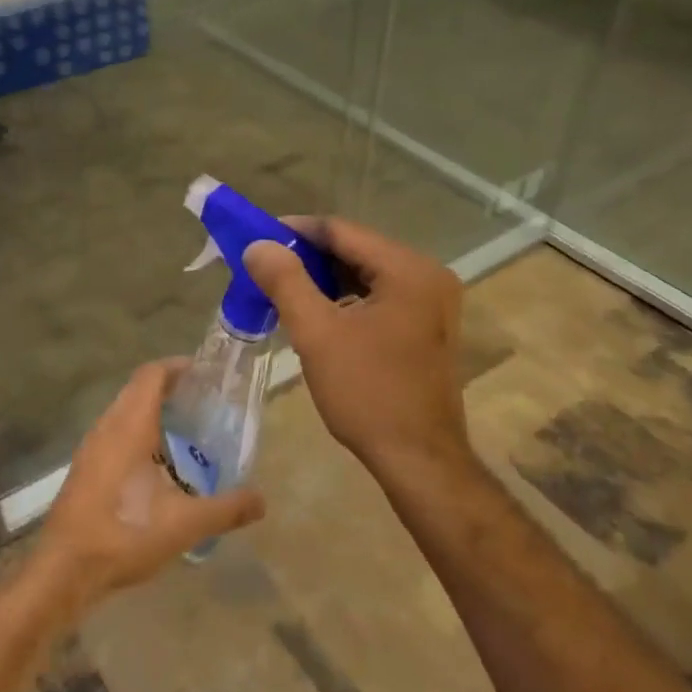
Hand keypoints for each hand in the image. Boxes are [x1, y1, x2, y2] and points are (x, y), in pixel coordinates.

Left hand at [33, 360, 265, 614]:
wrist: (65, 569)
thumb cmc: (125, 533)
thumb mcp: (185, 524)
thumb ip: (226, 509)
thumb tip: (262, 501)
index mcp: (130, 425)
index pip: (152, 375)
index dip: (177, 367)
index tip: (205, 374)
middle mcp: (107, 426)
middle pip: (138, 389)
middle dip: (169, 389)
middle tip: (203, 403)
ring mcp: (91, 447)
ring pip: (123, 412)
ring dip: (151, 412)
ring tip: (184, 432)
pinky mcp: (84, 468)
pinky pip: (114, 434)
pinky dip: (137, 434)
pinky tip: (156, 466)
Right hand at [244, 218, 473, 482]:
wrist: (419, 460)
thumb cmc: (368, 393)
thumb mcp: (318, 334)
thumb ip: (286, 282)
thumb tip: (259, 246)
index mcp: (408, 270)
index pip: (342, 231)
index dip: (296, 231)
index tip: (258, 238)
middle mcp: (428, 276)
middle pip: (357, 250)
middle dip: (309, 257)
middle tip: (266, 267)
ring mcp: (433, 303)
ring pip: (367, 275)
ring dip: (325, 280)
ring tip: (284, 291)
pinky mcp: (428, 327)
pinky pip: (380, 297)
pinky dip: (347, 300)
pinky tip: (317, 315)